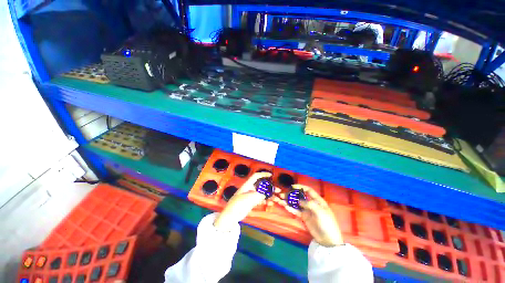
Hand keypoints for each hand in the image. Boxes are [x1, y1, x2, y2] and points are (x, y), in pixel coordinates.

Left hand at [214, 172, 278, 230]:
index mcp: (247, 185)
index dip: (263, 174)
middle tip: (278, 190)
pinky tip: (271, 203)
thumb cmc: (237, 204)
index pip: (256, 176)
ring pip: (262, 193)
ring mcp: (251, 195)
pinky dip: (266, 201)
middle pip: (262, 185)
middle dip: (270, 187)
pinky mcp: (252, 202)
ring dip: (270, 195)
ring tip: (277, 199)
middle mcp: (250, 189)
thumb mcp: (249, 198)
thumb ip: (259, 195)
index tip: (271, 175)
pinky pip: (261, 199)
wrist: (231, 216)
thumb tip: (267, 194)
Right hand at [278, 184, 343, 246]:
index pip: (309, 190)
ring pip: (297, 204)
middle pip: (300, 196)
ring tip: (281, 200)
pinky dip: (291, 209)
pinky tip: (285, 207)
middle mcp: (311, 204)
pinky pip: (296, 211)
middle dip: (292, 194)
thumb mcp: (320, 212)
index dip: (301, 187)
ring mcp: (307, 210)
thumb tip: (299, 200)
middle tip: (283, 194)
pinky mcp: (304, 217)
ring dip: (289, 202)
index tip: (292, 186)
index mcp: (318, 201)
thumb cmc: (327, 223)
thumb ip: (309, 204)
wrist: (328, 240)